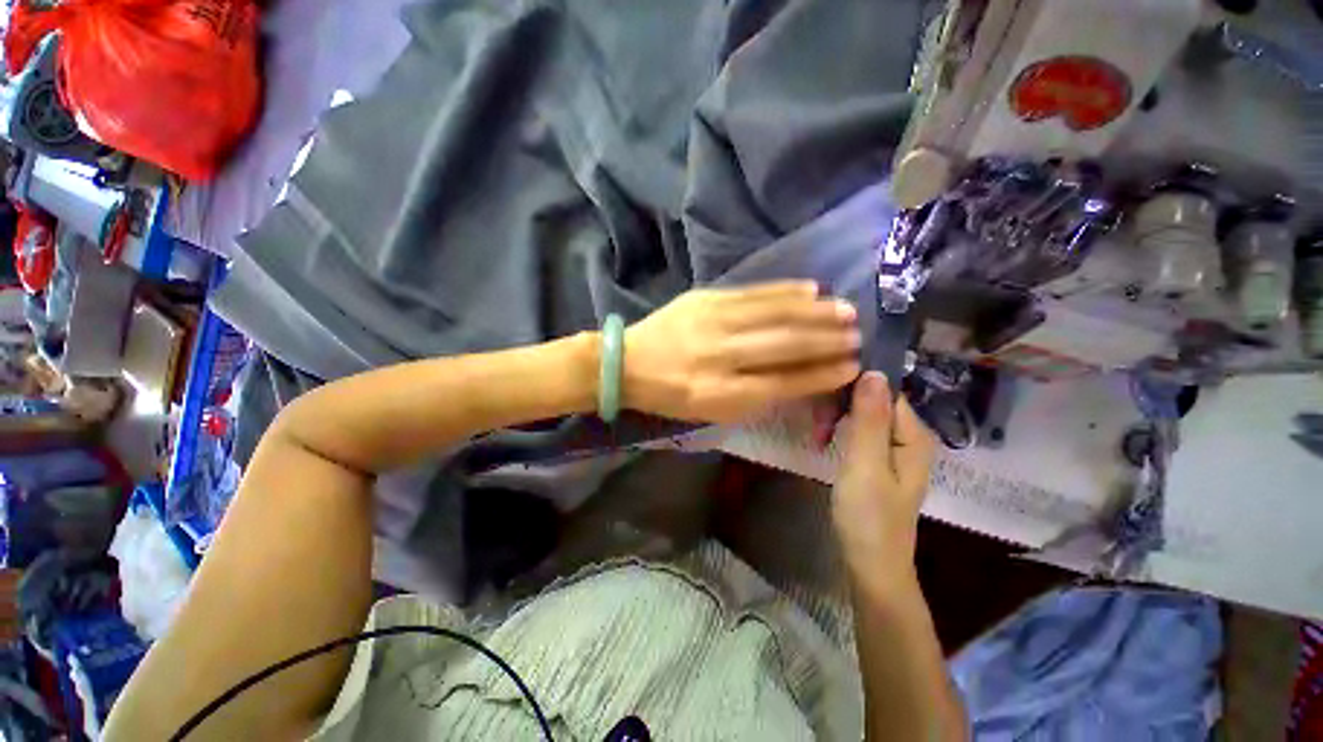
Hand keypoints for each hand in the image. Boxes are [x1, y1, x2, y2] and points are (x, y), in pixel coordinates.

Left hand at [623, 281, 860, 422]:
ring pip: (774, 314)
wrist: (628, 361)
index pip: (783, 382)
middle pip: (784, 345)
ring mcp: (712, 320)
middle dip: (826, 340)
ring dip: (815, 313)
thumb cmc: (670, 395)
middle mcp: (720, 355)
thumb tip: (801, 378)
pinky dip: (785, 291)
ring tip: (845, 311)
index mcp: (719, 393)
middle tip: (857, 336)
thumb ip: (754, 397)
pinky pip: (754, 292)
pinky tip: (811, 289)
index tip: (850, 367)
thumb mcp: (711, 410)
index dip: (820, 374)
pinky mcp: (705, 297)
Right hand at [832, 371, 936, 576]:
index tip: (824, 394)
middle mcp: (908, 437)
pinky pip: (859, 433)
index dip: (853, 387)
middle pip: (873, 402)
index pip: (885, 390)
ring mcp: (893, 450)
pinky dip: (839, 432)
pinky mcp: (878, 461)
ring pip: (862, 416)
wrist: (871, 565)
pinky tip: (823, 441)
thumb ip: (869, 418)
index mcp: (913, 435)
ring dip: (836, 420)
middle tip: (816, 426)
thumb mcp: (866, 464)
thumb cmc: (868, 516)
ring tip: (816, 437)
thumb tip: (873, 371)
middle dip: (841, 407)